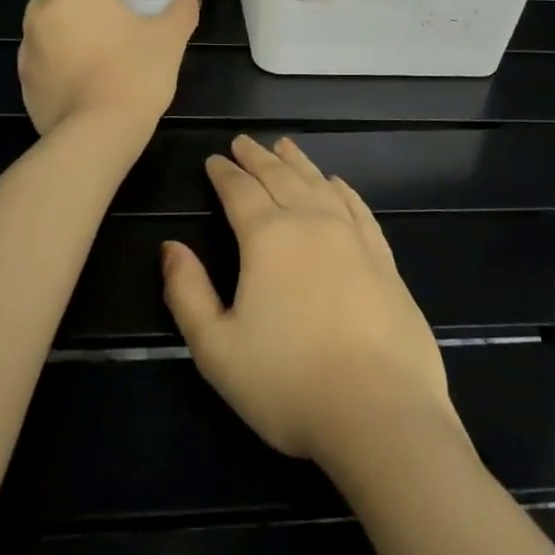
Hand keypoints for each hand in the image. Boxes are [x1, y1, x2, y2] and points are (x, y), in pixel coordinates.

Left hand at [18, 0, 199, 137]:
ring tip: (94, 36)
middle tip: (111, 2)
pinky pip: (40, 51)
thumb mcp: (169, 38)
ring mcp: (28, 44)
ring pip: (45, 17)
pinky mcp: (24, 77)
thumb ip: (181, 11)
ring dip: (65, 18)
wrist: (96, 132)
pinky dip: (56, 51)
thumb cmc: (135, 72)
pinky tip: (80, 69)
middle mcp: (44, 9)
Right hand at [161, 135, 460, 467]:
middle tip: (243, 142)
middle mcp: (310, 222)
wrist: (380, 412)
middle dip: (257, 157)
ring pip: (318, 183)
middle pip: (279, 176)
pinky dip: (341, 188)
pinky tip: (336, 183)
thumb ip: (187, 293)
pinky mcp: (383, 257)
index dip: (224, 173)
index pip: (239, 190)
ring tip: (284, 145)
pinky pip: (357, 207)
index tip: (214, 159)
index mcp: (267, 237)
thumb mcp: (217, 349)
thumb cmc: (288, 383)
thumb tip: (171, 248)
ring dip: (297, 162)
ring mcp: (352, 236)